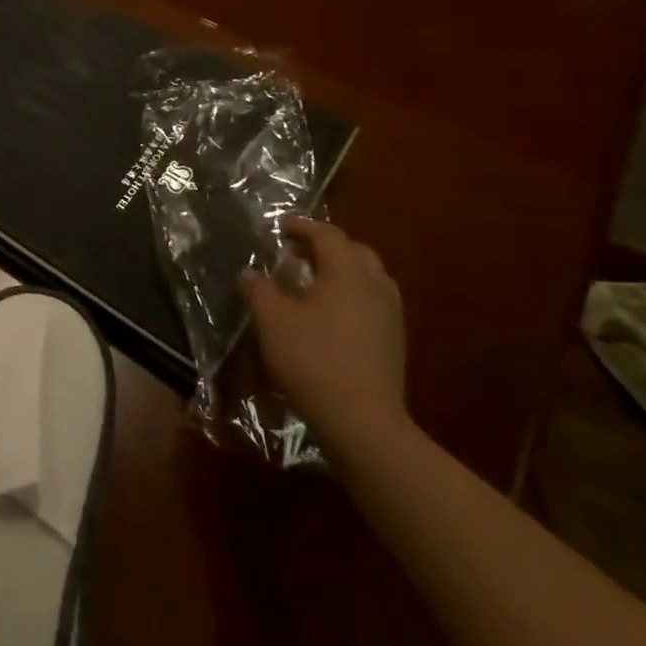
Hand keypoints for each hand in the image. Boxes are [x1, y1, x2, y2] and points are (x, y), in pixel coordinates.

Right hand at [240, 217, 407, 449]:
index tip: (282, 227)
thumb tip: (250, 272)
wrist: (361, 418)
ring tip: (314, 280)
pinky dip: (352, 294)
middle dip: (328, 246)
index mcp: (347, 273)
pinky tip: (331, 313)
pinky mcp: (394, 342)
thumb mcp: (271, 319)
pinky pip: (373, 302)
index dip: (304, 227)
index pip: (328, 236)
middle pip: (356, 252)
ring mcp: (391, 316)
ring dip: (343, 271)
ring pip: (370, 278)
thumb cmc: (311, 358)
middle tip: (300, 251)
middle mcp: (375, 287)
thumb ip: (259, 289)